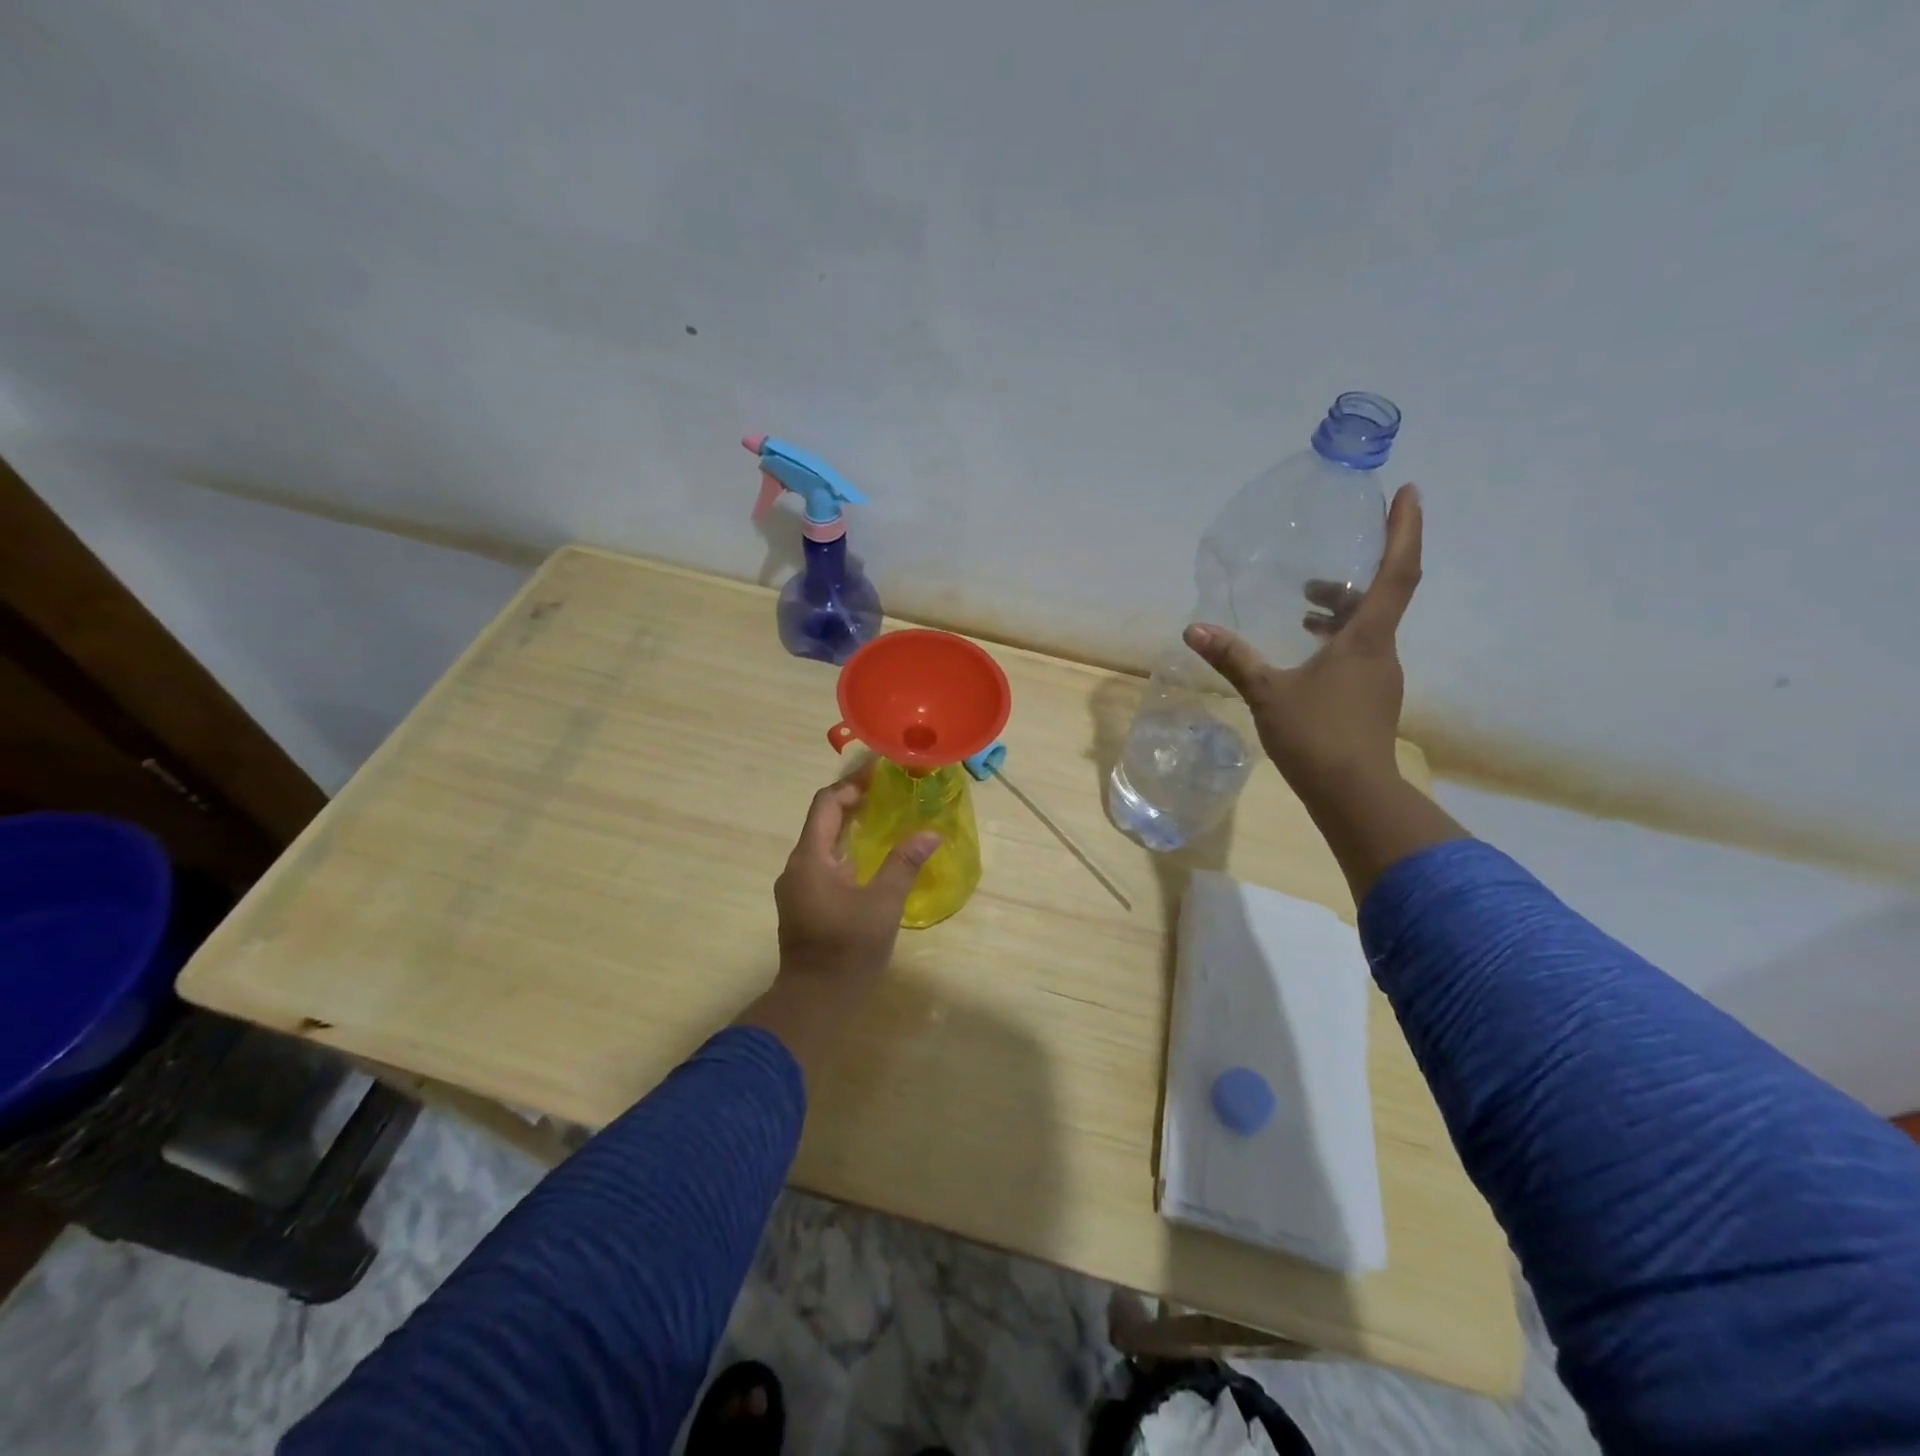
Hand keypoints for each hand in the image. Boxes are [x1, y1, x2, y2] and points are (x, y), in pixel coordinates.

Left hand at [775, 769, 938, 991]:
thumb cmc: (847, 951)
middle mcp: (797, 866)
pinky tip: (872, 857)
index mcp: (810, 859)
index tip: (880, 771)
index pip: (826, 804)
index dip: (851, 783)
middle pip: (823, 820)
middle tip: (889, 790)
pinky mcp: (803, 904)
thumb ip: (904, 865)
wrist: (813, 1003)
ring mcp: (797, 887)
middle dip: (854, 801)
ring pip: (823, 843)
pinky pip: (824, 863)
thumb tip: (930, 834)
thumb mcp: (882, 905)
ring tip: (885, 817)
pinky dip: (846, 850)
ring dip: (850, 826)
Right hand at [1184, 483, 1423, 800]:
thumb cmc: (1317, 736)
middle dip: (1357, 574)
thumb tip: (1193, 630)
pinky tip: (1306, 655)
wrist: (1354, 795)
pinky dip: (1337, 641)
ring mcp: (1380, 678)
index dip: (1405, 530)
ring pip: (1368, 629)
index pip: (1397, 572)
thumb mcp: (1266, 693)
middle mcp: (1382, 652)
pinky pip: (1360, 653)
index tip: (1408, 492)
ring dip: (1341, 611)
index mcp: (1366, 639)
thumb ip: (1233, 659)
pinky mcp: (1371, 700)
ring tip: (1304, 609)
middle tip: (1321, 566)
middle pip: (1381, 598)